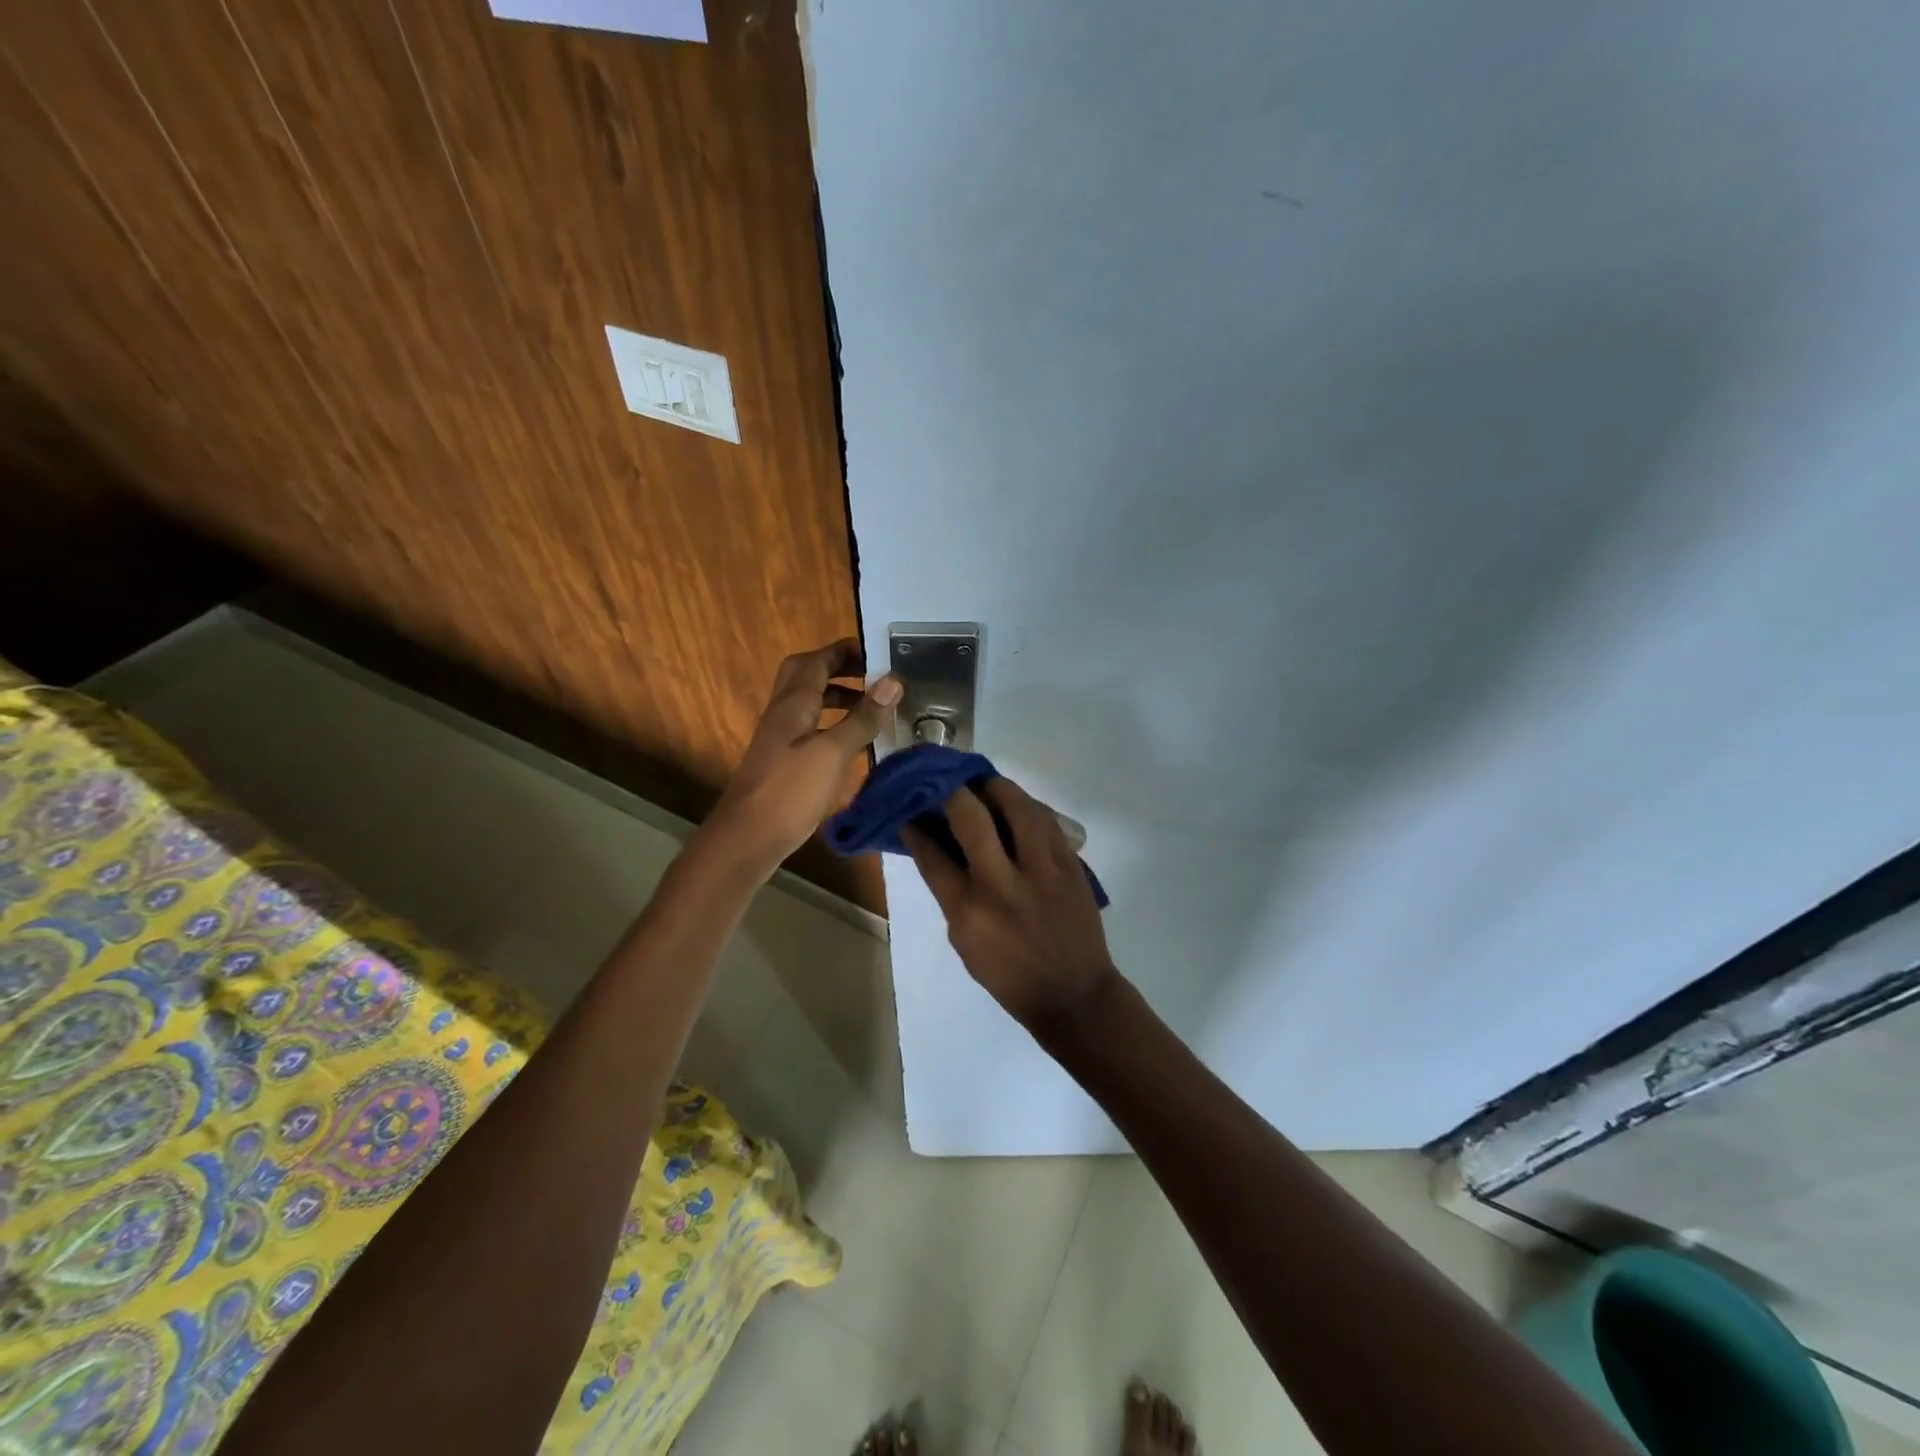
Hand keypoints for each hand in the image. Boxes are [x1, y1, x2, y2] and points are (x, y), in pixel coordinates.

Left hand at [705, 639, 900, 874]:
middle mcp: (783, 713)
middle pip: (805, 675)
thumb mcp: (833, 753)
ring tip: (870, 707)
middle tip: (871, 675)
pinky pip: (809, 728)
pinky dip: (832, 724)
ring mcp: (780, 738)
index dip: (843, 651)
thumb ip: (862, 718)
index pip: (816, 660)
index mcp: (793, 703)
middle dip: (837, 668)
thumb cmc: (790, 791)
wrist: (748, 838)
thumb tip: (893, 681)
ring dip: (836, 697)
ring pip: (807, 703)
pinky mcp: (782, 761)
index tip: (876, 652)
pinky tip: (852, 743)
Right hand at [903, 776, 1119, 1035]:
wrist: (1074, 994)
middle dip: (950, 790)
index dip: (915, 825)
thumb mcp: (965, 942)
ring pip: (1016, 807)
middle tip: (942, 779)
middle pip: (971, 817)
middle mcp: (1002, 883)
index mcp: (969, 910)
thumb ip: (952, 893)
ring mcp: (1041, 870)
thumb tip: (940, 847)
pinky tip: (1015, 801)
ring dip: (993, 786)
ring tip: (980, 781)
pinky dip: (1026, 805)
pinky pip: (1046, 820)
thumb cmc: (1009, 976)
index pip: (932, 854)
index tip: (908, 807)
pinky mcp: (1070, 865)